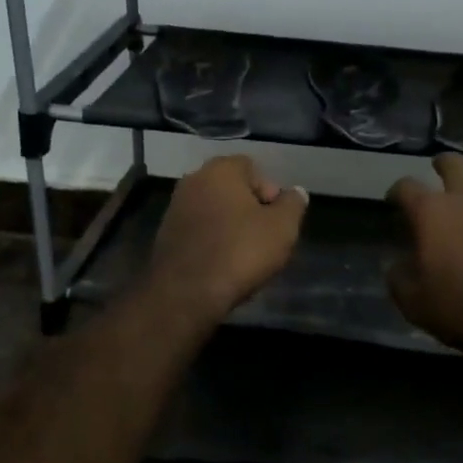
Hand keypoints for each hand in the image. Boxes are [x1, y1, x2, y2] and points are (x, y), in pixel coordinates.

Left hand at [149, 155, 308, 323]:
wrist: (186, 293)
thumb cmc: (240, 252)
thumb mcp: (282, 228)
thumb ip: (293, 204)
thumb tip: (296, 193)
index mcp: (220, 170)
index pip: (253, 168)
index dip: (270, 192)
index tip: (277, 220)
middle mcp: (193, 181)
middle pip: (232, 190)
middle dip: (251, 210)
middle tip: (265, 238)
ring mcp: (175, 208)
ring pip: (215, 211)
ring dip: (231, 227)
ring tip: (245, 255)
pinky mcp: (165, 235)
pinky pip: (200, 231)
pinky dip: (213, 242)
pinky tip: (223, 265)